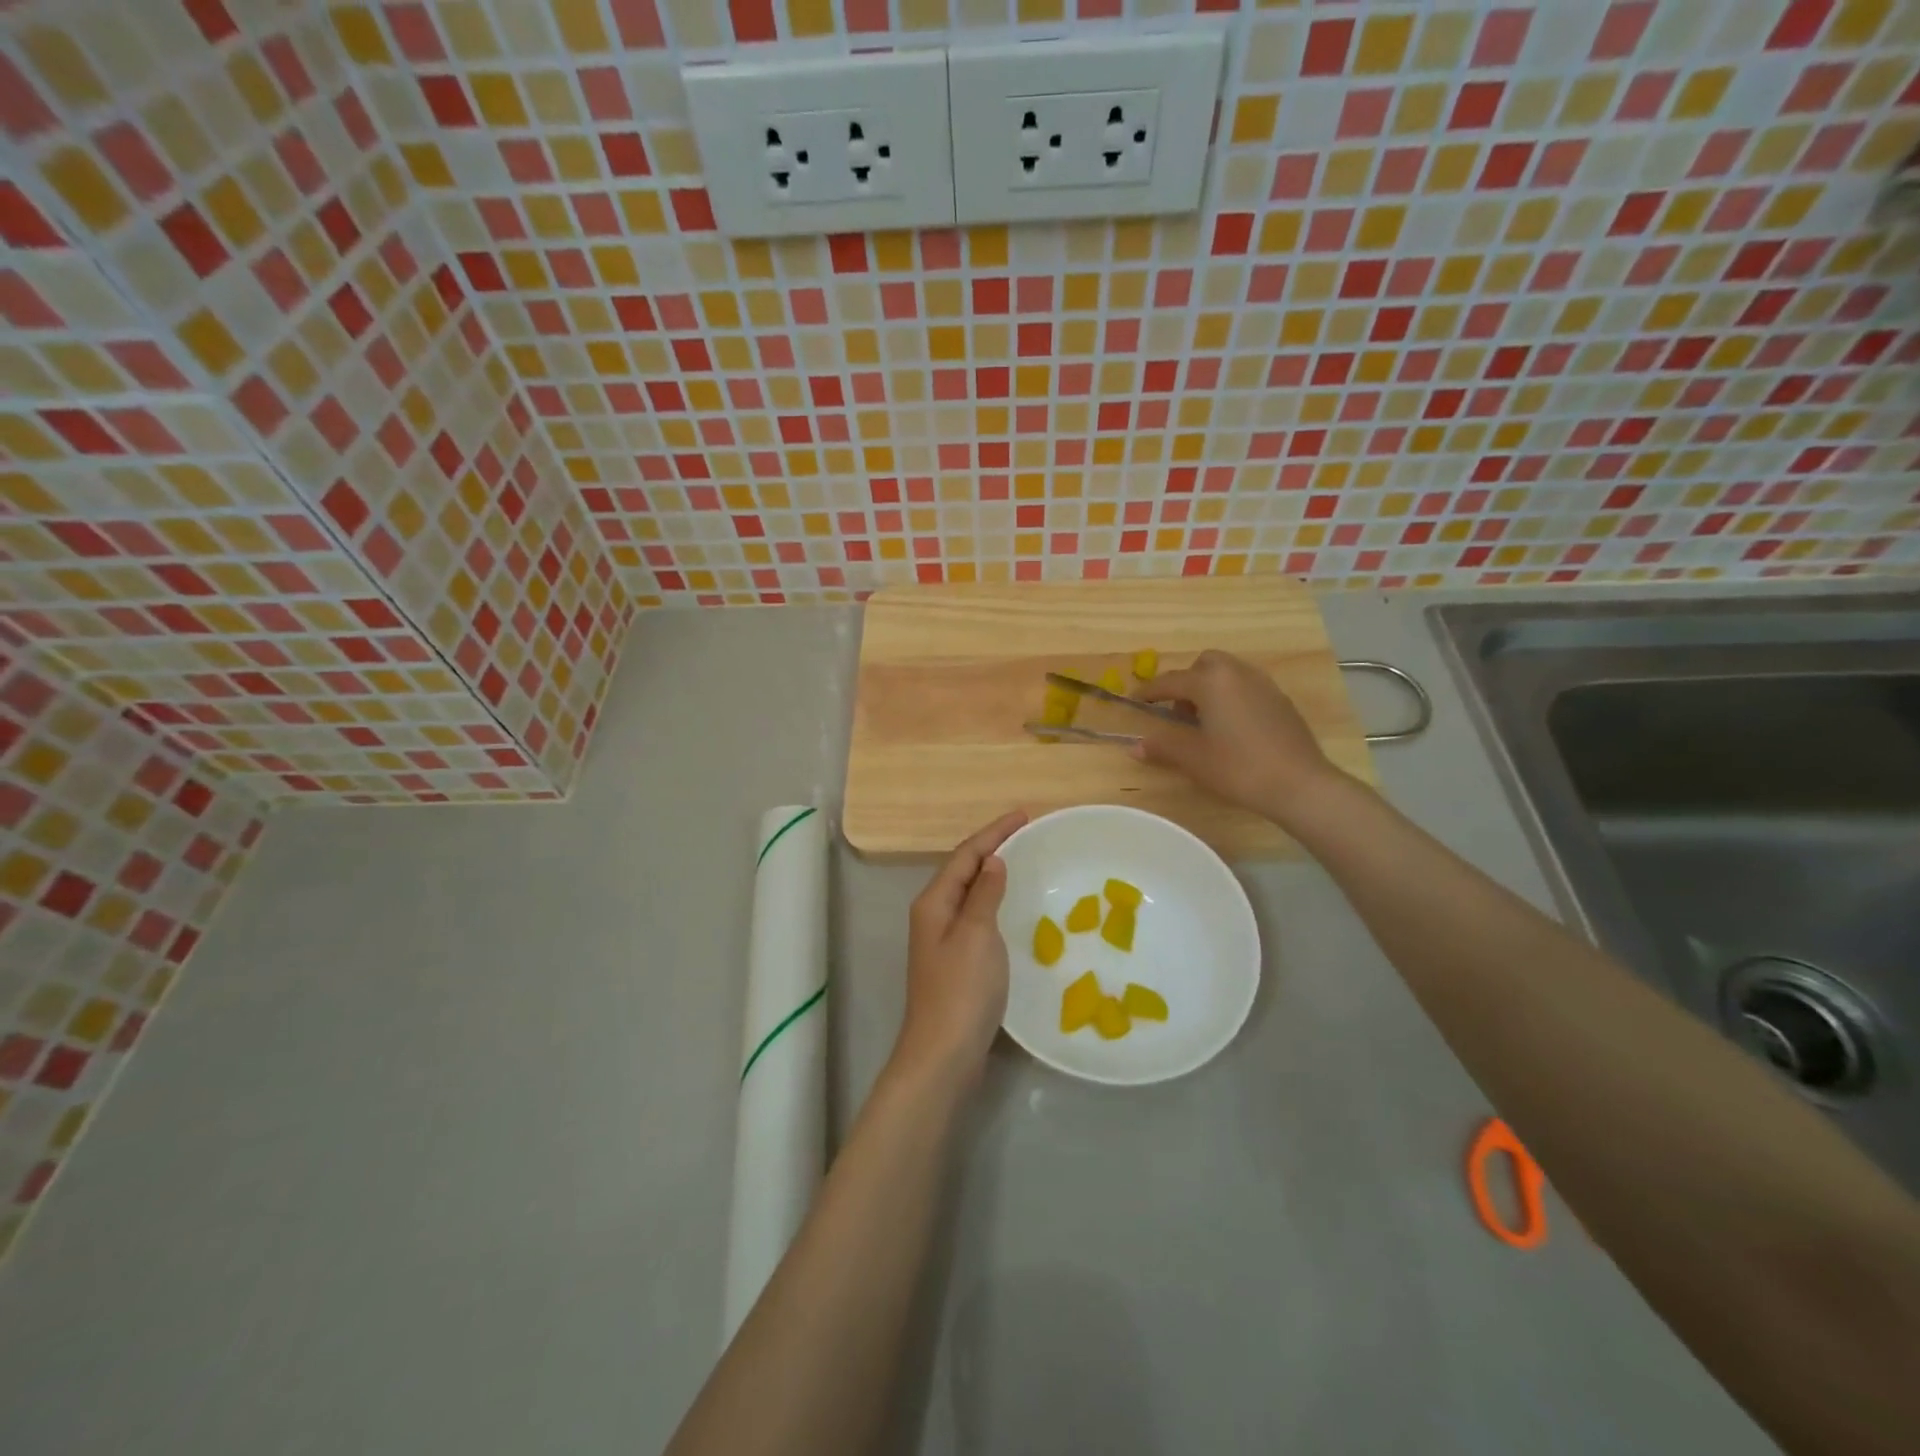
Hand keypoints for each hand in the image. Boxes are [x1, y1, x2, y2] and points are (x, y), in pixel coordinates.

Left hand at [894, 810, 1026, 1085]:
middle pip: (963, 868)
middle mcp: (933, 914)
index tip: (1024, 815)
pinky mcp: (954, 960)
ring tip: (1021, 860)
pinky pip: (975, 915)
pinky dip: (993, 900)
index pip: (966, 854)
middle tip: (1026, 833)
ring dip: (991, 872)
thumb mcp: (977, 934)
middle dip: (991, 846)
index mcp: (934, 901)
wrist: (943, 1052)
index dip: (994, 832)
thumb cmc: (962, 990)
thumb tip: (992, 861)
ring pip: (968, 892)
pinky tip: (1009, 907)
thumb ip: (984, 894)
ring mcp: (941, 939)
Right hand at [1134, 650, 1346, 824]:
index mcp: (1211, 681)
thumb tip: (1134, 746)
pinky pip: (1246, 687)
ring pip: (1228, 673)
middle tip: (1177, 711)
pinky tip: (1231, 728)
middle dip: (1186, 682)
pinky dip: (1231, 697)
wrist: (1299, 784)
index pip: (1171, 681)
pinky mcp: (1280, 700)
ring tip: (1203, 721)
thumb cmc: (1239, 767)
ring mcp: (1263, 685)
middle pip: (1204, 664)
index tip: (1134, 700)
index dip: (1149, 691)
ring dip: (1210, 688)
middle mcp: (1237, 673)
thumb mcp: (1194, 758)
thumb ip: (1163, 746)